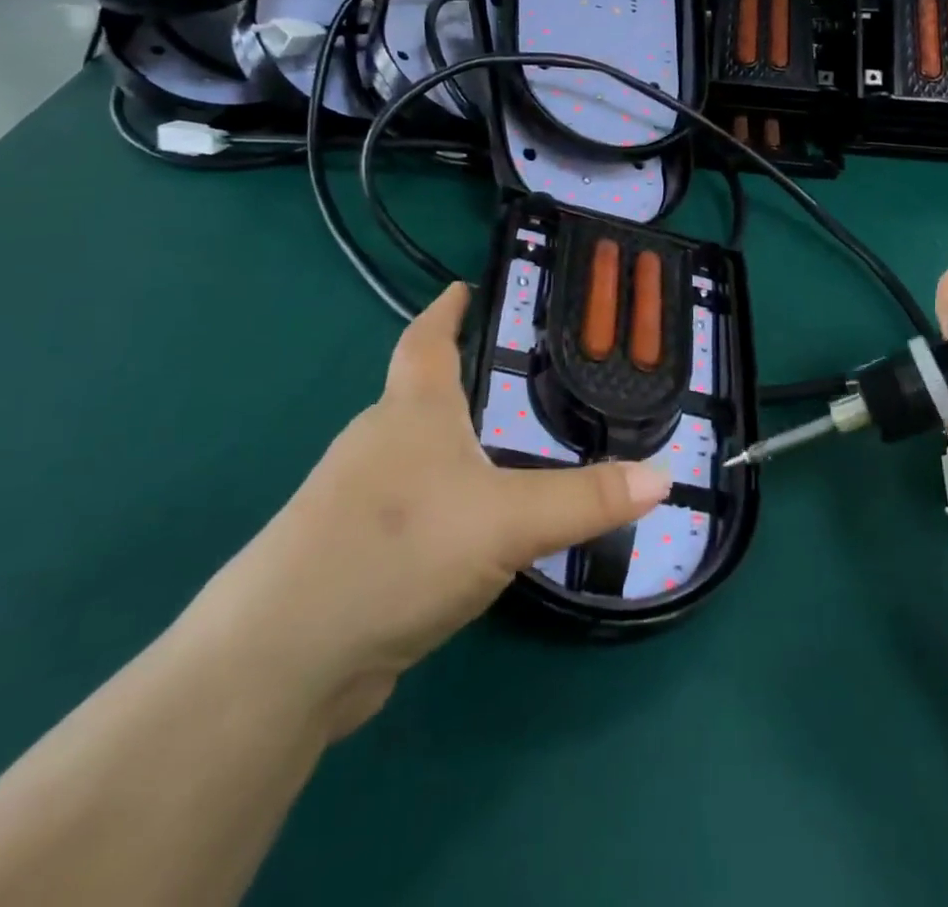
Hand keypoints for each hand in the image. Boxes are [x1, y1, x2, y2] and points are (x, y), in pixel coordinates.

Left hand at [182, 284, 670, 738]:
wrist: (283, 659)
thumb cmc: (399, 549)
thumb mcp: (508, 520)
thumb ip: (587, 499)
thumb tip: (663, 476)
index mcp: (411, 411)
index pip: (426, 340)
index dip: (445, 311)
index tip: (462, 287)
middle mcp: (378, 443)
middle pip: (420, 395)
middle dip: (462, 383)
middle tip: (521, 379)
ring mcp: (355, 501)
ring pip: (415, 456)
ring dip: (453, 449)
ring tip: (507, 453)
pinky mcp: (351, 554)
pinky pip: (410, 510)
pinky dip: (443, 505)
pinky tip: (470, 532)